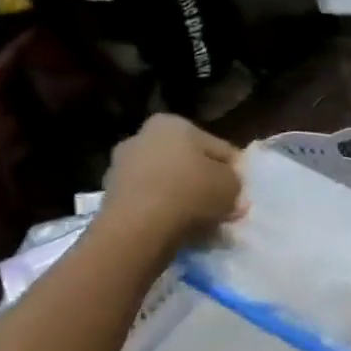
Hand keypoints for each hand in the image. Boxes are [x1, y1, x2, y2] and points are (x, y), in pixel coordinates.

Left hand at [95, 115, 241, 251]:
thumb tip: (230, 190)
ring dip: (183, 197)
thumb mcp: (232, 186)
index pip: (218, 148)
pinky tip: (177, 227)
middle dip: (204, 183)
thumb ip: (236, 183)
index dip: (234, 172)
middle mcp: (143, 136)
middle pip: (188, 162)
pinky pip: (149, 200)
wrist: (139, 226)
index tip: (240, 192)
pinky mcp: (111, 194)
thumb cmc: (191, 193)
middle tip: (222, 207)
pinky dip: (163, 210)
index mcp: (174, 123)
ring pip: (167, 181)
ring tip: (201, 222)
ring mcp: (122, 165)